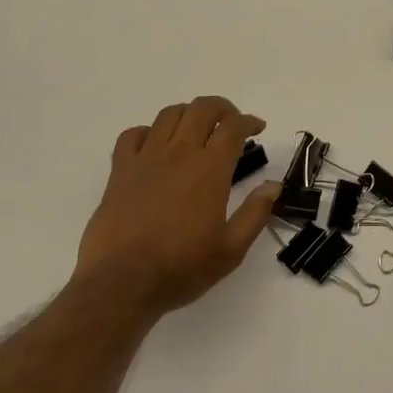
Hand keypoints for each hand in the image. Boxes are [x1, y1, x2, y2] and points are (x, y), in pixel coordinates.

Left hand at [73, 96, 278, 321]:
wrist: (121, 284)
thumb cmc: (181, 268)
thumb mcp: (231, 249)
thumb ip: (256, 213)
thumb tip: (273, 186)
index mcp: (210, 169)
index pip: (233, 127)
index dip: (249, 121)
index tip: (257, 129)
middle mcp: (179, 154)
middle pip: (202, 108)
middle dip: (222, 108)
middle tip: (230, 124)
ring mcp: (146, 159)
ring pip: (169, 114)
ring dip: (188, 114)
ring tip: (196, 130)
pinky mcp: (119, 171)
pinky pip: (132, 135)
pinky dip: (147, 132)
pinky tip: (155, 146)